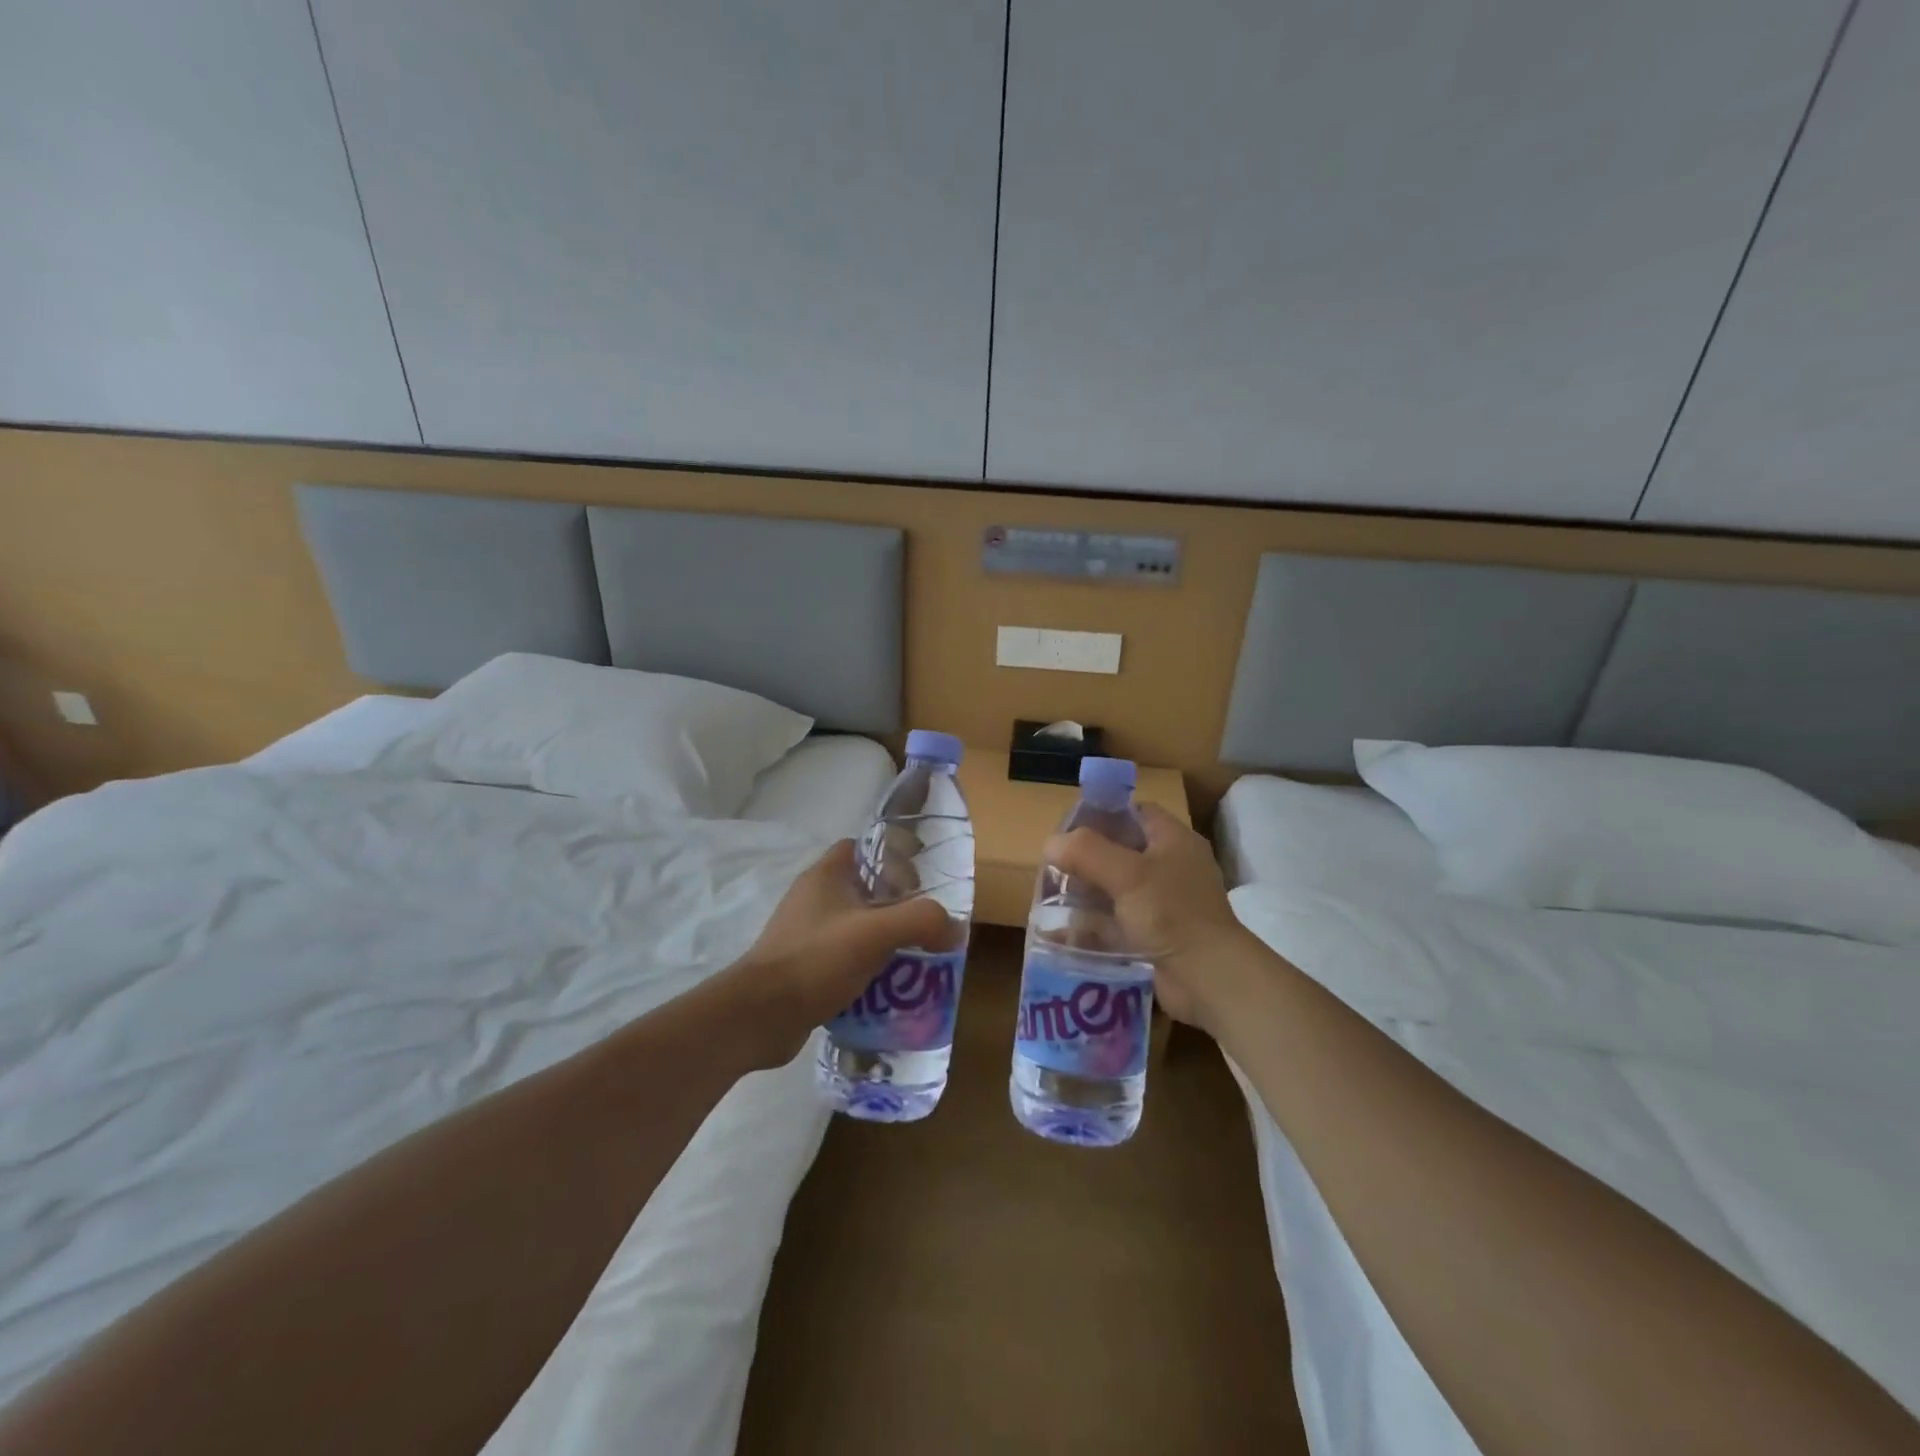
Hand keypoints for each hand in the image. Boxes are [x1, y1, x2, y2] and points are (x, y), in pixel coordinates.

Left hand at [719, 840, 953, 1067]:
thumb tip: (955, 928)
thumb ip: (921, 921)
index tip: (918, 883)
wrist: (760, 1016)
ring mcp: (804, 934)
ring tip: (913, 961)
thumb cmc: (817, 959)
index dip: (890, 859)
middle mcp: (812, 899)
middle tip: (924, 928)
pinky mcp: (801, 968)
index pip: (861, 848)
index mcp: (825, 876)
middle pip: (863, 890)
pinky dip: (865, 970)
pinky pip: (842, 960)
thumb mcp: (877, 933)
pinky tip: (886, 989)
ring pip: (854, 928)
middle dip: (895, 907)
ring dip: (882, 942)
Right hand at [1043, 804, 1261, 1029]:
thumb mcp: (1127, 874)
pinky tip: (1060, 932)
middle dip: (1085, 859)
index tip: (1068, 827)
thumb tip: (1051, 844)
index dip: (1103, 814)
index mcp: (1174, 841)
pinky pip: (1115, 924)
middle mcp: (1170, 868)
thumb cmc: (1172, 913)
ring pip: (1115, 890)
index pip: (1136, 813)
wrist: (1208, 979)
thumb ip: (1086, 852)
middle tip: (1052, 866)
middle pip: (1121, 852)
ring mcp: (1163, 905)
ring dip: (1084, 894)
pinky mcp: (1154, 937)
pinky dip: (1091, 927)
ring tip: (1048, 898)